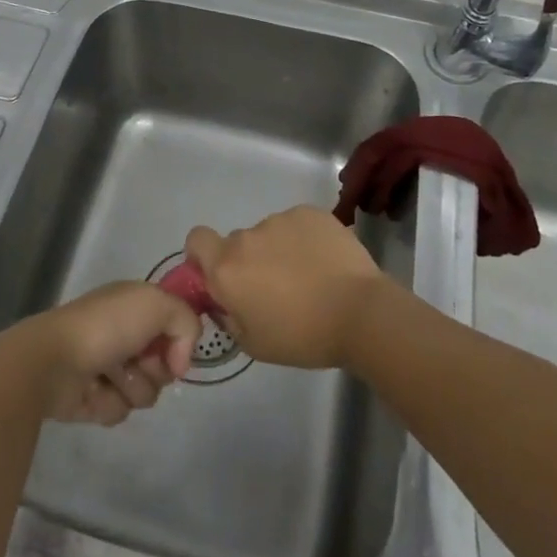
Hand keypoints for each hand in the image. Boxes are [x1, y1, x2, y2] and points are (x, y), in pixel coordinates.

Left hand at [1, 282, 200, 425]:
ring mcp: (107, 366)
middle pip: (164, 364)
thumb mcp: (157, 305)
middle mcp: (123, 333)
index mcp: (135, 305)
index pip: (174, 326)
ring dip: (132, 388)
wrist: (53, 361)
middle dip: (156, 369)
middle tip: (137, 362)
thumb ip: (187, 323)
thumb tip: (181, 362)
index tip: (174, 351)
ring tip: (110, 377)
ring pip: (145, 391)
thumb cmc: (106, 326)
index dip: (179, 341)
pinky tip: (94, 392)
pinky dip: (110, 404)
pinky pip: (120, 411)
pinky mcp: (92, 398)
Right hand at [184, 206, 386, 369]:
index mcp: (227, 268)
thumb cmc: (303, 336)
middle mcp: (246, 237)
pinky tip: (324, 262)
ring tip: (308, 277)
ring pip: (269, 234)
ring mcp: (279, 220)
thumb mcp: (254, 344)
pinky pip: (296, 225)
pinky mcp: (309, 212)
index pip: (196, 240)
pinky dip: (304, 240)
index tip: (222, 275)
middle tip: (276, 289)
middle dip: (249, 262)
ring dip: (279, 251)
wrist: (360, 313)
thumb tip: (224, 301)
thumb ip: (228, 317)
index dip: (204, 255)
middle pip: (237, 243)